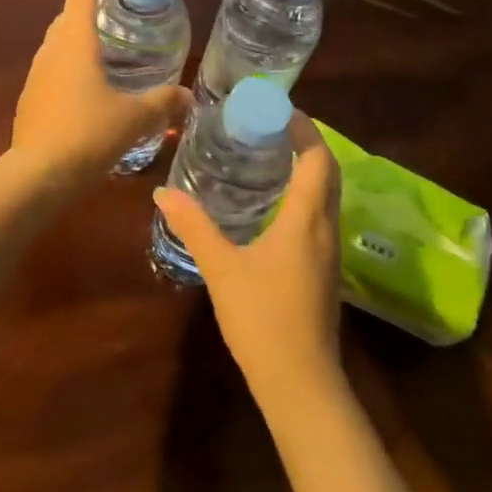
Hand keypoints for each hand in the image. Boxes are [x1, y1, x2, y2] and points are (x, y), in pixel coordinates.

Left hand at [12, 0, 191, 192]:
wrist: (37, 177)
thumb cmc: (88, 135)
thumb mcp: (135, 118)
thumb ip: (163, 103)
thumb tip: (188, 97)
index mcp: (74, 42)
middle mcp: (50, 51)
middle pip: (70, 16)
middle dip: (96, 10)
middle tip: (127, 20)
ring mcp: (35, 76)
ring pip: (60, 45)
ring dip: (84, 41)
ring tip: (115, 56)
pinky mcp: (30, 100)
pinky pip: (54, 71)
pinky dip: (74, 69)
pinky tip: (94, 93)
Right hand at [153, 112, 344, 410]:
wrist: (300, 382)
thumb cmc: (262, 318)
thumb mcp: (222, 267)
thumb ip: (194, 226)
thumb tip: (163, 192)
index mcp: (306, 219)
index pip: (317, 158)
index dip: (303, 128)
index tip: (278, 108)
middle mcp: (326, 228)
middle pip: (327, 172)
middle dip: (305, 143)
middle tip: (268, 127)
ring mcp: (329, 252)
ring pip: (327, 196)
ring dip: (306, 169)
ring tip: (269, 156)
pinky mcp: (324, 271)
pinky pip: (320, 217)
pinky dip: (303, 196)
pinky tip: (274, 205)